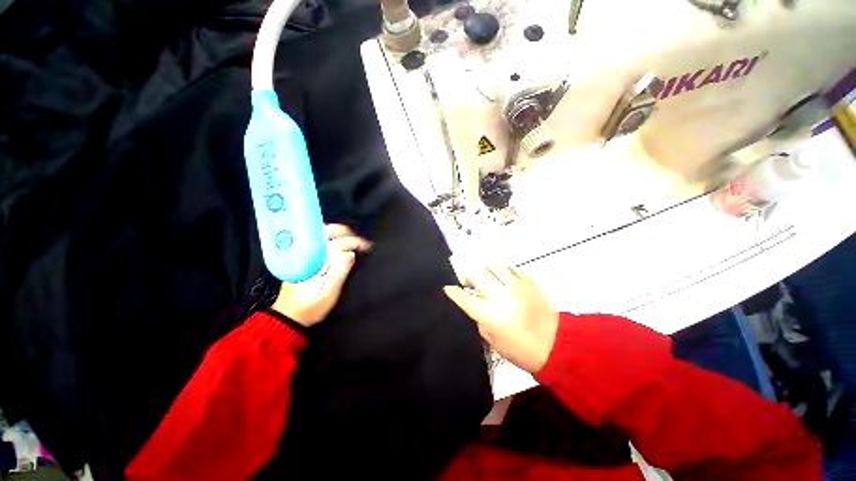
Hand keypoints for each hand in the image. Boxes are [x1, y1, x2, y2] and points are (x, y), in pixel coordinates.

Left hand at [271, 224, 370, 326]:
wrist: (290, 316)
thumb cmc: (310, 307)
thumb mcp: (328, 293)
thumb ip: (339, 272)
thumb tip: (350, 254)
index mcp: (311, 259)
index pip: (335, 243)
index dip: (354, 242)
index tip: (366, 246)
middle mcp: (304, 252)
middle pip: (325, 231)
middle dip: (345, 232)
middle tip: (360, 240)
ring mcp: (301, 253)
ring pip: (320, 234)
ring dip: (338, 233)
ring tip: (353, 241)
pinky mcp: (301, 257)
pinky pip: (318, 240)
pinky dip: (331, 238)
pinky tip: (340, 244)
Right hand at [443, 267, 558, 373]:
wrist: (556, 345)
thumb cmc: (520, 349)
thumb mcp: (492, 340)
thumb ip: (479, 318)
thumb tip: (473, 302)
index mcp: (492, 314)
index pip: (466, 298)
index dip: (454, 292)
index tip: (447, 288)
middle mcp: (502, 295)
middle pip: (478, 274)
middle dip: (469, 276)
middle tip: (469, 283)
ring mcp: (518, 286)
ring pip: (494, 267)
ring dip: (486, 272)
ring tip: (487, 280)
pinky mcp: (530, 282)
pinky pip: (512, 269)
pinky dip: (505, 274)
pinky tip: (505, 282)